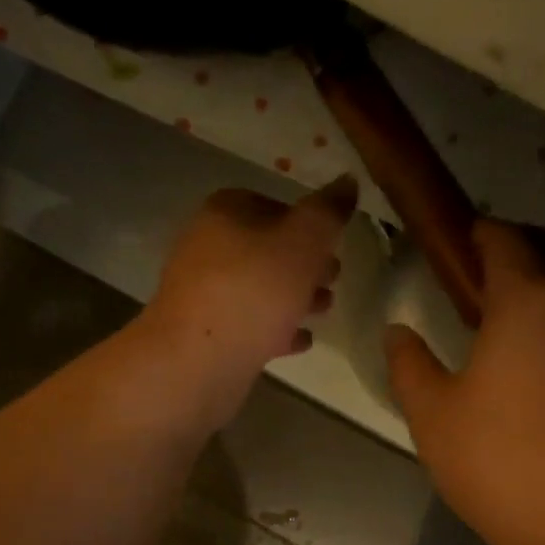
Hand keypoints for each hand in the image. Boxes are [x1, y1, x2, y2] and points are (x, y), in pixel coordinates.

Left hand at [142, 178, 353, 427]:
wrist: (197, 362)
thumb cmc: (254, 291)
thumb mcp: (303, 241)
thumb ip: (328, 212)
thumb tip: (347, 181)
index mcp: (223, 214)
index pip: (272, 205)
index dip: (307, 222)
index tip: (335, 243)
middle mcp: (206, 248)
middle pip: (265, 250)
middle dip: (304, 264)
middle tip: (334, 279)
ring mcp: (202, 295)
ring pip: (257, 289)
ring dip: (293, 298)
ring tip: (324, 310)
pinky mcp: (205, 335)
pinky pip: (247, 325)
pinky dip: (275, 330)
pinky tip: (301, 342)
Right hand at [386, 221, 544, 544]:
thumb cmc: (498, 463)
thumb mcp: (432, 416)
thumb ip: (409, 365)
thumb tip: (398, 331)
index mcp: (527, 303)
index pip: (506, 242)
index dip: (482, 232)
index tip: (463, 237)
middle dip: (525, 244)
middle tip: (492, 267)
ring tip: (536, 300)